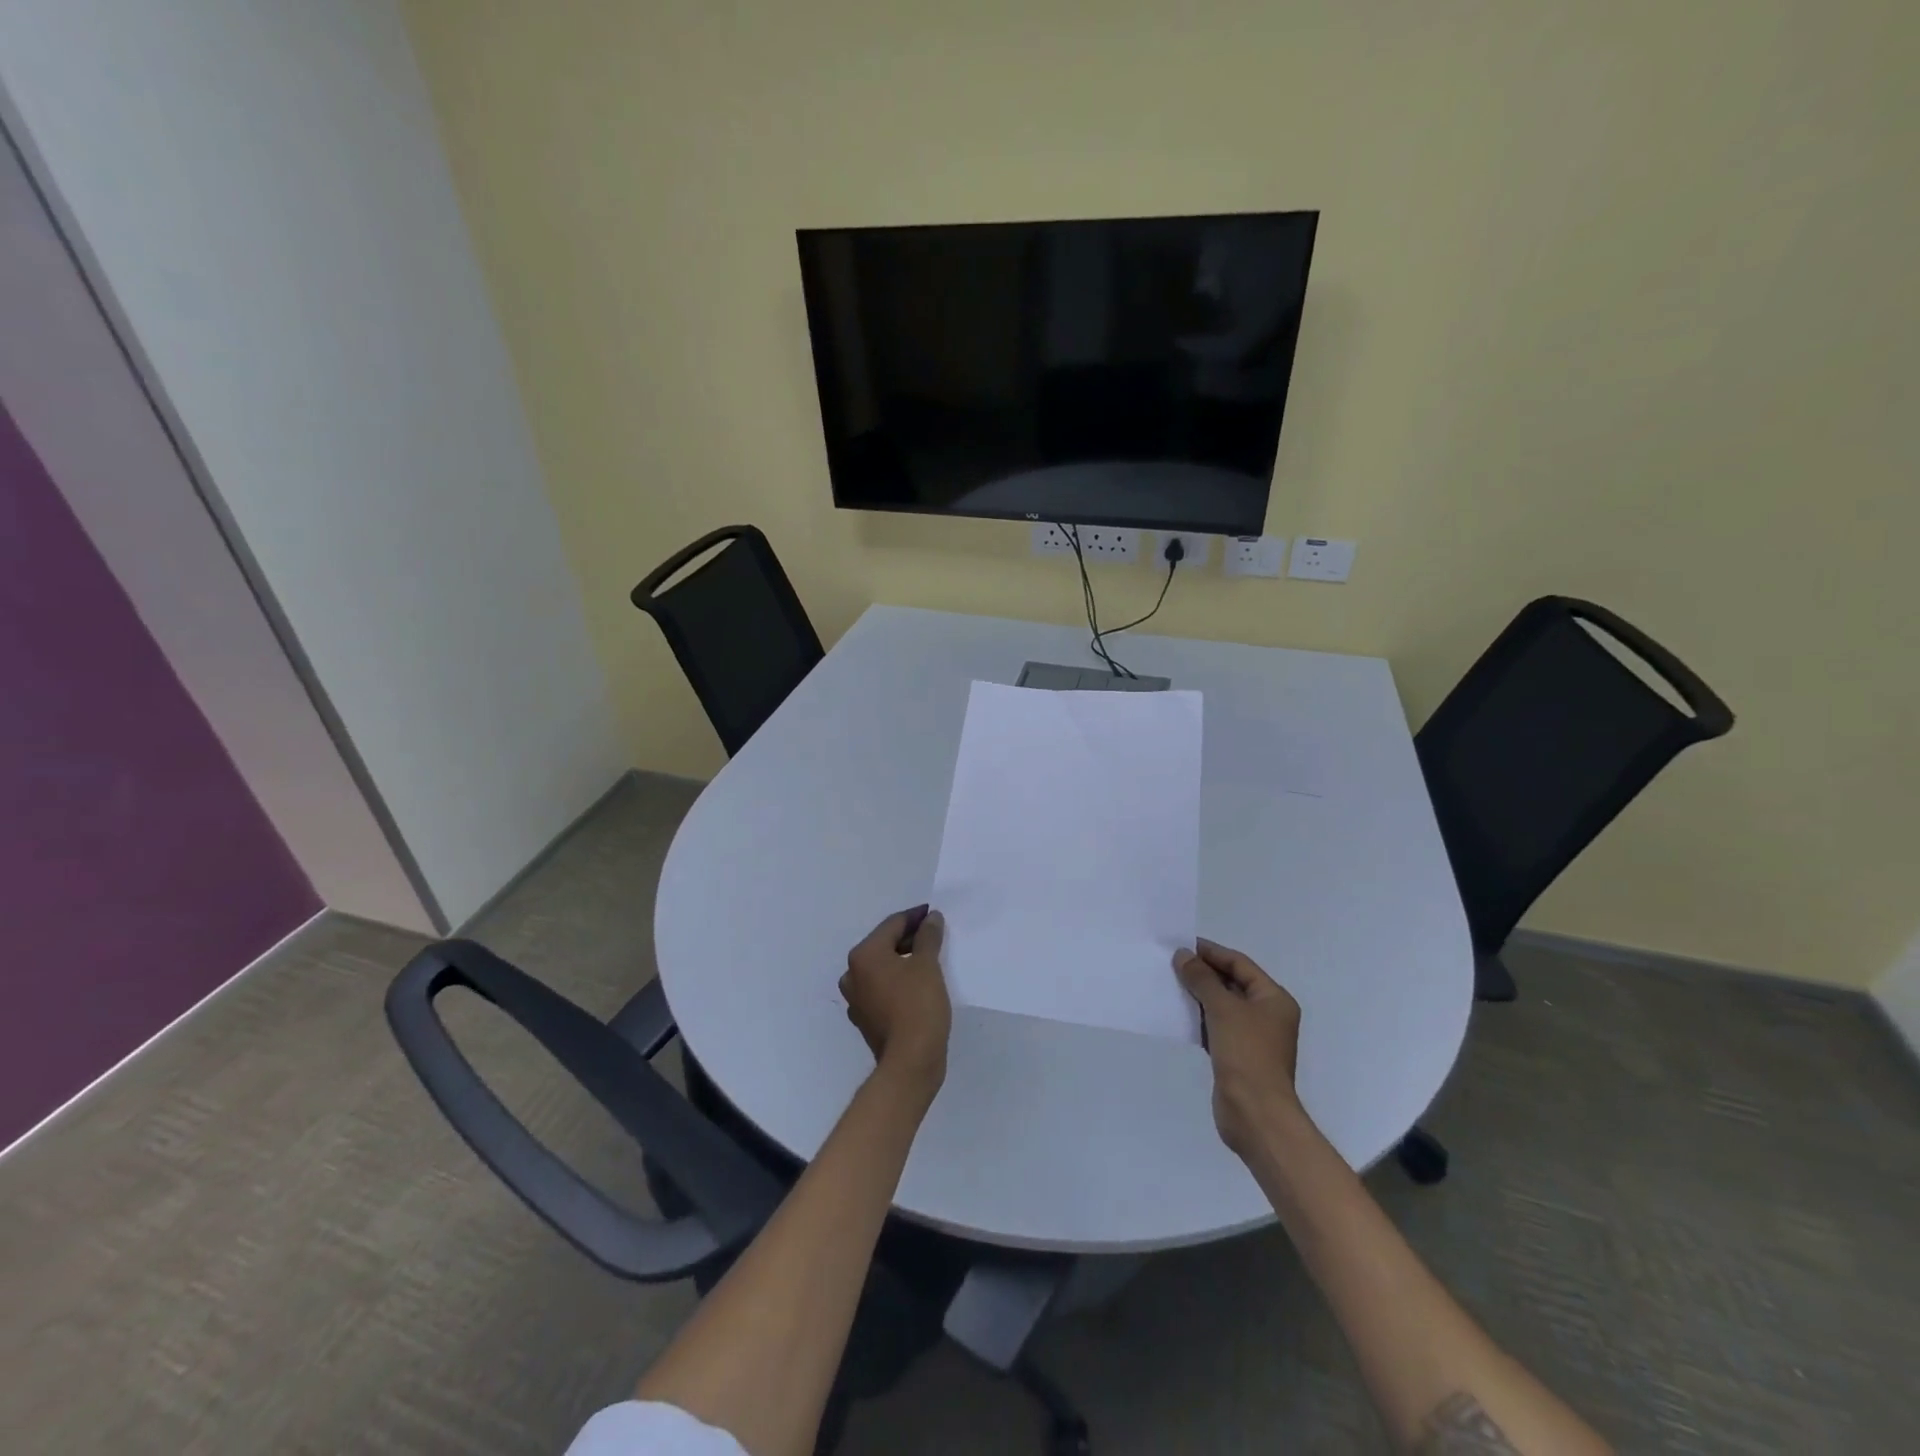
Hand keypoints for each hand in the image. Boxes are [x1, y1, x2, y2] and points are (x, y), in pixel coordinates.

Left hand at [840, 906, 951, 1100]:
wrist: (910, 1062)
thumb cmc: (918, 1005)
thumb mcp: (927, 964)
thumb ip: (928, 936)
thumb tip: (930, 918)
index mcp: (864, 955)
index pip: (892, 925)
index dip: (916, 917)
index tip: (935, 914)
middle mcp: (853, 974)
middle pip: (884, 945)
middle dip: (910, 939)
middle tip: (936, 936)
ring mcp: (856, 999)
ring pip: (883, 969)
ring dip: (904, 961)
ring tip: (930, 960)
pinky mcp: (866, 1019)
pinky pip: (883, 990)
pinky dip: (898, 983)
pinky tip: (918, 987)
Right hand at [1175, 938, 1303, 1157]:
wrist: (1255, 1113)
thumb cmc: (1246, 1053)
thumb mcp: (1223, 1008)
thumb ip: (1202, 979)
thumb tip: (1183, 955)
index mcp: (1274, 999)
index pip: (1240, 964)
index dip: (1212, 952)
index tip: (1183, 944)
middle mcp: (1267, 1015)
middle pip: (1232, 983)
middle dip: (1203, 973)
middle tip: (1172, 962)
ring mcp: (1252, 1037)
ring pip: (1222, 1006)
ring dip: (1198, 995)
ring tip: (1169, 982)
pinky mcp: (1237, 1056)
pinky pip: (1215, 1027)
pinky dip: (1199, 1018)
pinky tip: (1177, 1013)